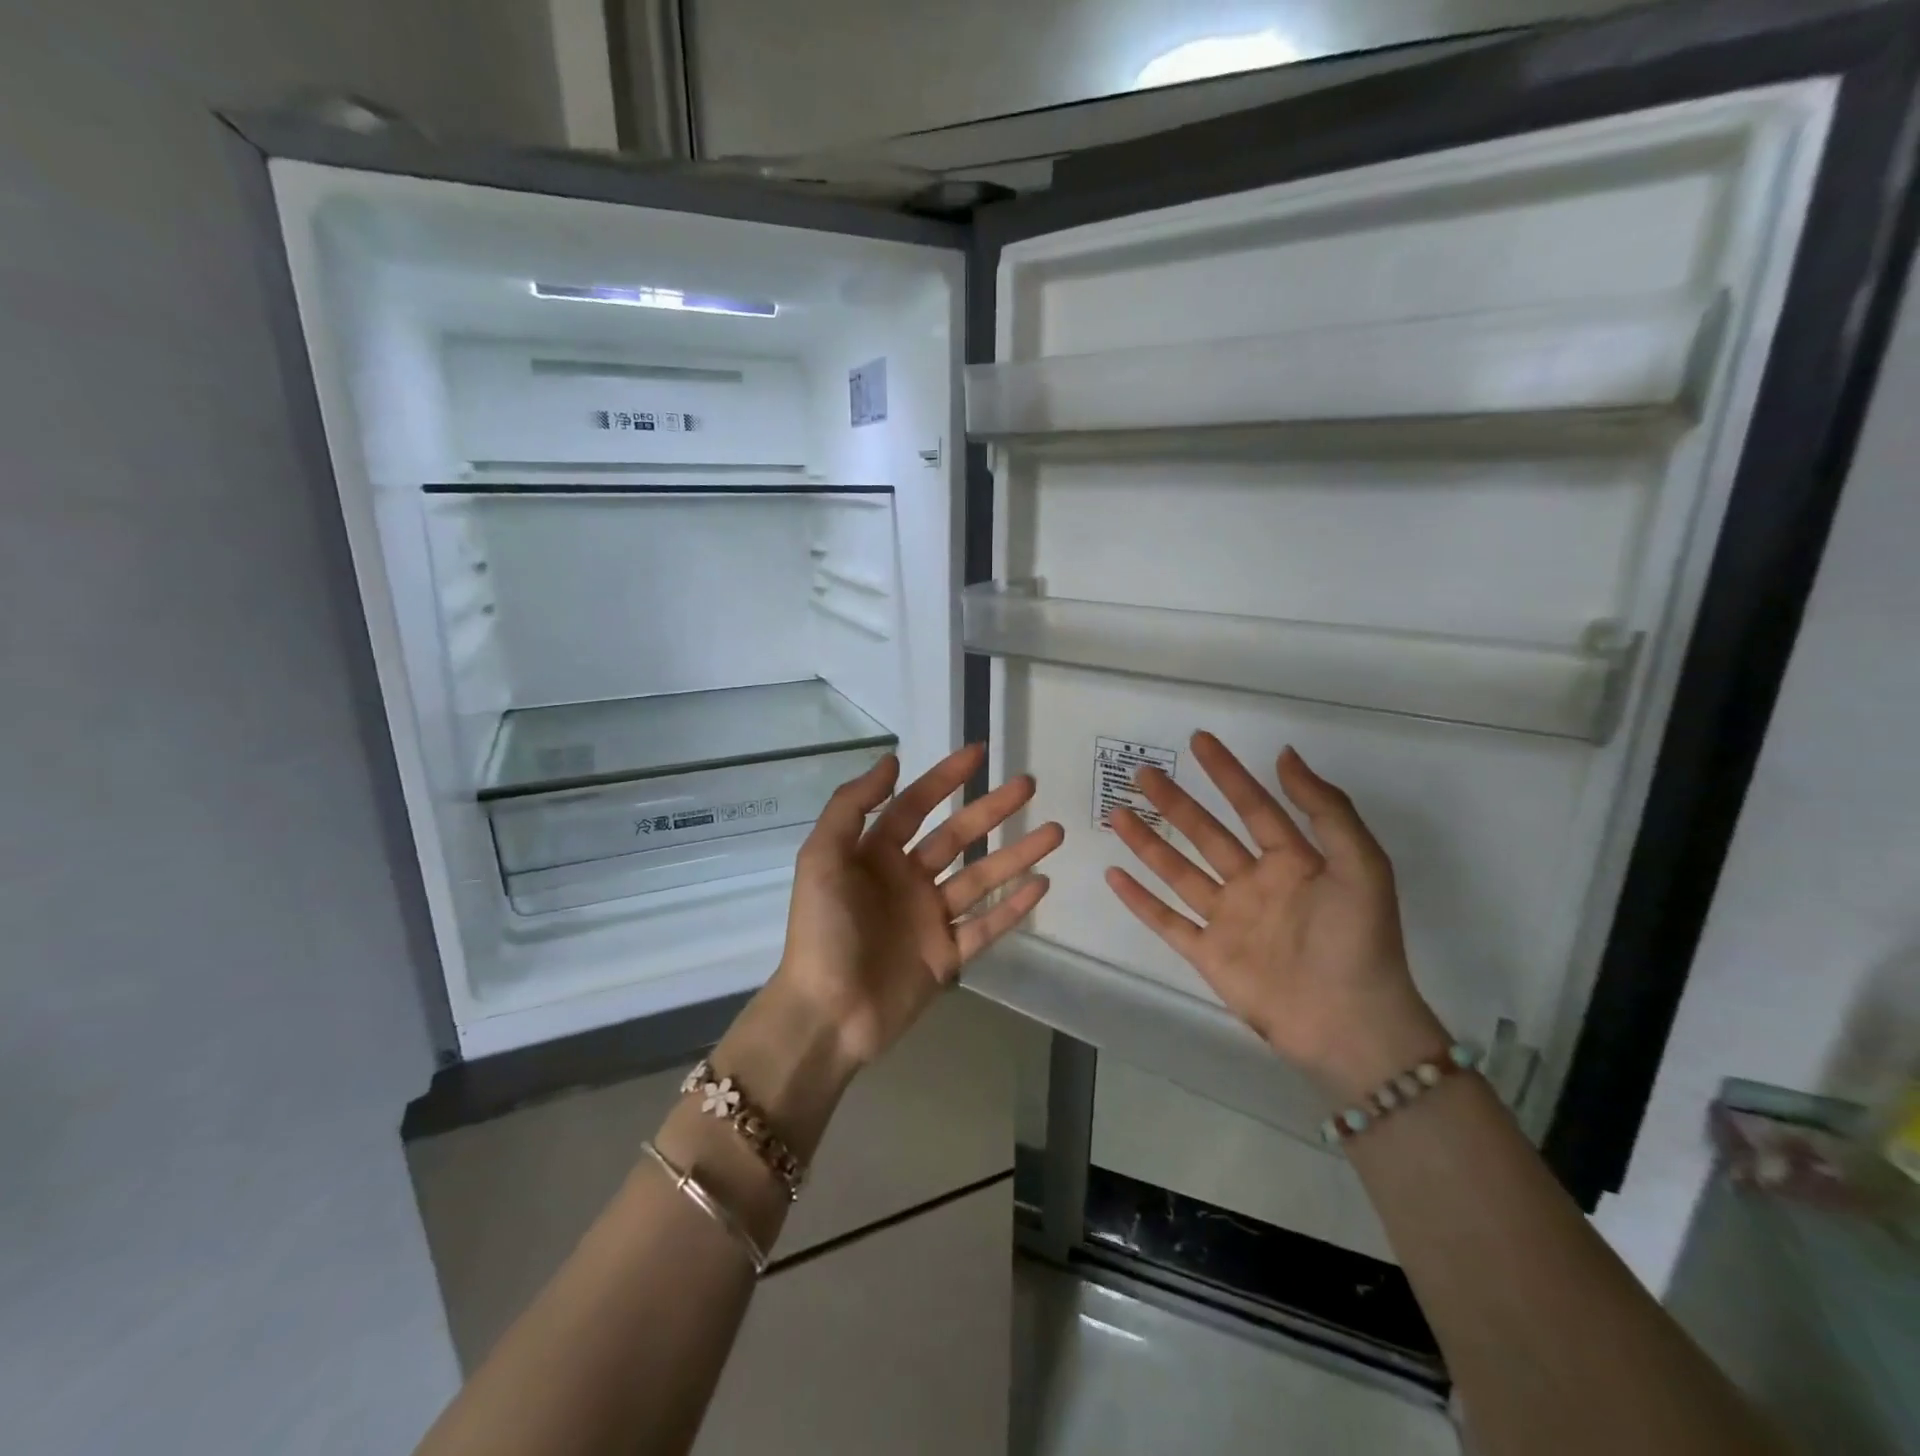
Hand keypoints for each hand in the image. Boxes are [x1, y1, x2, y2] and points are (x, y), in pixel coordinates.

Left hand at [774, 745, 1064, 1068]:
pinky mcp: (947, 956)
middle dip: (992, 809)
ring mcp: (930, 919)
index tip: (979, 752)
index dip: (945, 778)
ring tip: (1054, 831)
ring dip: (1017, 854)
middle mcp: (906, 880)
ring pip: (981, 878)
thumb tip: (892, 760)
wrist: (827, 1014)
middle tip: (1029, 784)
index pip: (915, 805)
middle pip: (957, 836)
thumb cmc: (822, 931)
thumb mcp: (821, 858)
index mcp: (875, 855)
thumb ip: (851, 806)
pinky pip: (986, 926)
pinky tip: (1041, 884)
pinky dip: (1014, 906)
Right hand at [1105, 732, 1446, 1101]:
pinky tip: (1114, 874)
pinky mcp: (1208, 954)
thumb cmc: (1359, 940)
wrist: (1350, 1025)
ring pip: (1178, 871)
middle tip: (1144, 772)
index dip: (1227, 772)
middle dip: (1175, 802)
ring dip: (1148, 842)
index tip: (1199, 740)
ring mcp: (1228, 919)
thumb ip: (1326, 809)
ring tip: (1117, 813)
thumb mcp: (1360, 865)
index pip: (1253, 806)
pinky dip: (1139, 899)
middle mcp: (1255, 884)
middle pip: (1206, 833)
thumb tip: (1285, 755)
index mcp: (1293, 862)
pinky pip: (1166, 921)